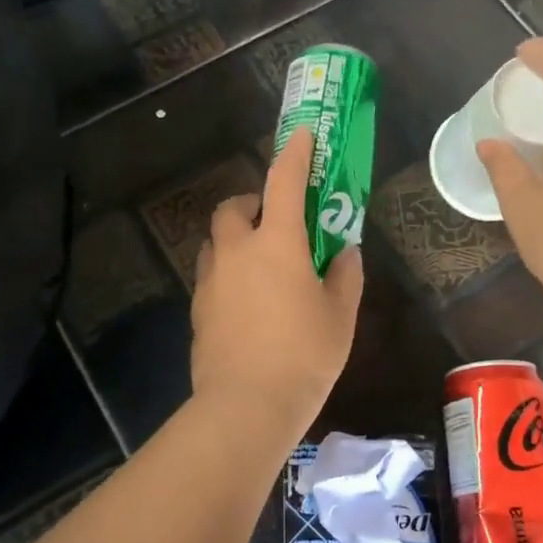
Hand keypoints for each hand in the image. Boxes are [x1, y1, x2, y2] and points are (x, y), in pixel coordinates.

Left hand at [190, 128, 364, 436]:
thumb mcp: (340, 316)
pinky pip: (212, 275)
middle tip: (275, 222)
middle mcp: (237, 252)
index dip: (295, 155)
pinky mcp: (198, 309)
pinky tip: (248, 302)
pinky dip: (228, 272)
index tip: (302, 136)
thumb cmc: (304, 356)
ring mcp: (211, 281)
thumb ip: (344, 275)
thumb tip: (344, 251)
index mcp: (276, 244)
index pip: (284, 183)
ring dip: (235, 239)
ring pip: (216, 242)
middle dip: (251, 203)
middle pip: (233, 208)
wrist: (246, 405)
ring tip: (261, 265)